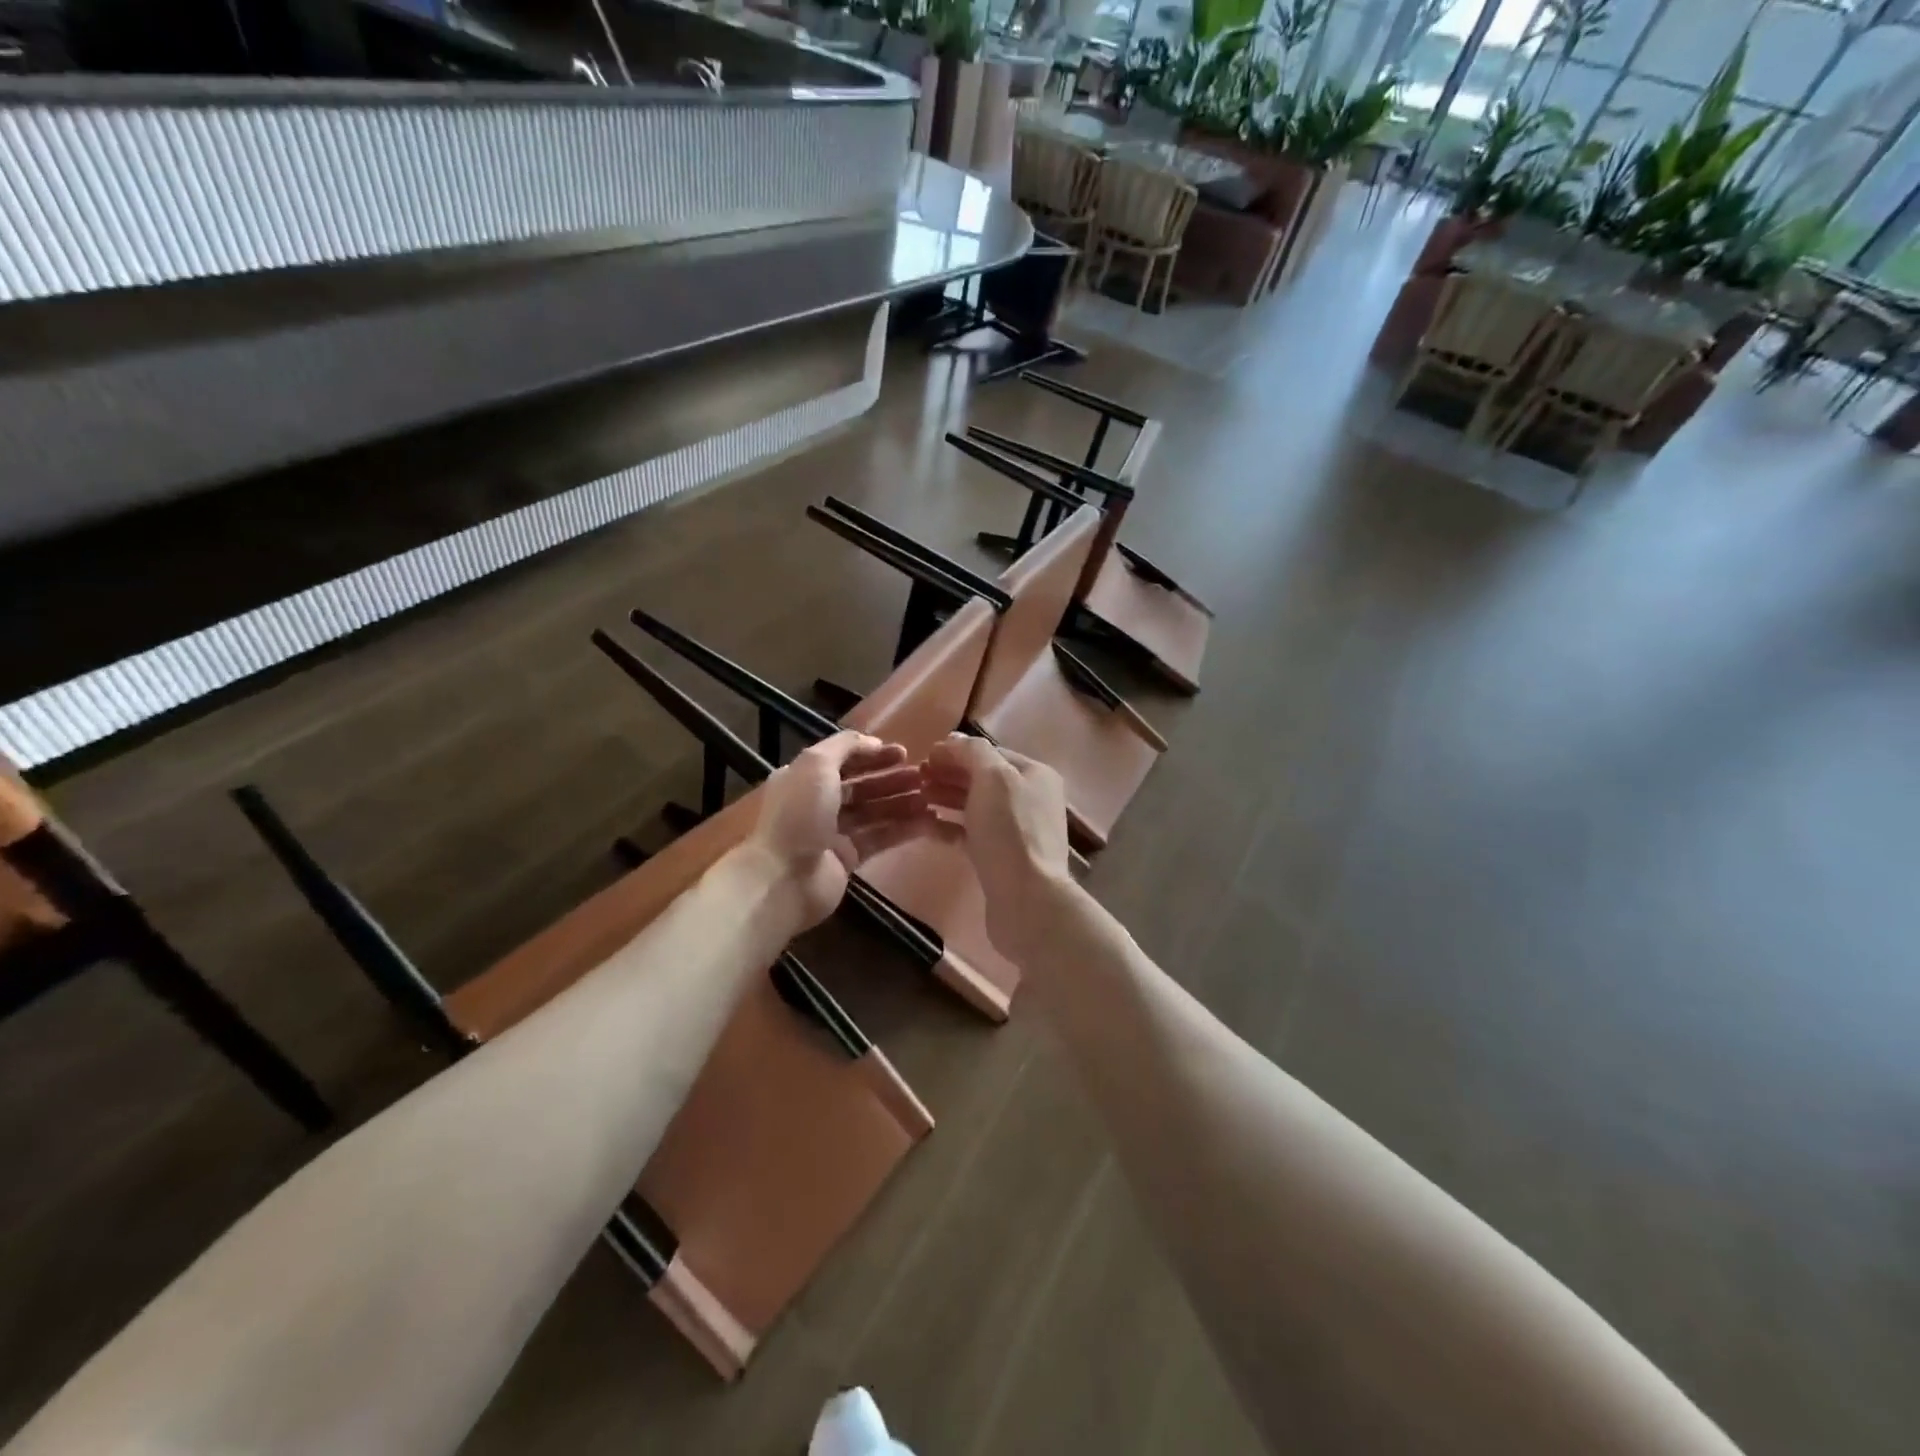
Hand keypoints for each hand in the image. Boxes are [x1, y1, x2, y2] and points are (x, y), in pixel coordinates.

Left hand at [747, 731, 929, 930]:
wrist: (783, 878)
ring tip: (932, 797)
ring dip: (902, 802)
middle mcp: (818, 803)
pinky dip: (903, 829)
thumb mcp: (816, 765)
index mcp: (805, 778)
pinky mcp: (849, 858)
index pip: (844, 760)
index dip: (873, 754)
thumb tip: (873, 742)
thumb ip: (845, 746)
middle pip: (862, 786)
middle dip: (892, 779)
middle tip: (924, 775)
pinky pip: (881, 838)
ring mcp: (834, 832)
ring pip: (874, 812)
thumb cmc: (798, 815)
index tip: (903, 752)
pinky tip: (929, 821)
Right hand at [921, 734, 1071, 959]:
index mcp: (1035, 775)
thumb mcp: (993, 778)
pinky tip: (930, 827)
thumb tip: (954, 741)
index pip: (991, 753)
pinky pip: (976, 834)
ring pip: (978, 806)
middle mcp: (1032, 799)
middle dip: (950, 775)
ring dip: (948, 798)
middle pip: (984, 779)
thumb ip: (973, 752)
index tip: (924, 757)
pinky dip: (954, 826)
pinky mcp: (1005, 858)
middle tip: (916, 779)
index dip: (957, 752)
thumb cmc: (1010, 831)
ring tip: (918, 798)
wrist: (1027, 899)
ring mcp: (1020, 831)